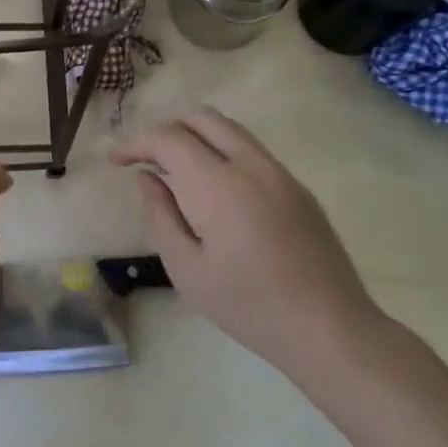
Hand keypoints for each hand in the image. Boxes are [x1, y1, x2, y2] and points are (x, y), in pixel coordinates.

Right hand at [110, 108, 388, 389]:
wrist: (331, 329)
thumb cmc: (250, 307)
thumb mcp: (187, 271)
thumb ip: (161, 217)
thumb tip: (147, 179)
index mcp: (220, 186)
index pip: (169, 138)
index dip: (136, 143)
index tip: (116, 162)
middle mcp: (252, 165)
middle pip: (201, 117)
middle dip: (164, 128)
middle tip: (144, 158)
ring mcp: (280, 173)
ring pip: (229, 128)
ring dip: (194, 135)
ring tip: (173, 168)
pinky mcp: (297, 186)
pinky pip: (250, 149)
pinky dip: (220, 150)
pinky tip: (212, 188)